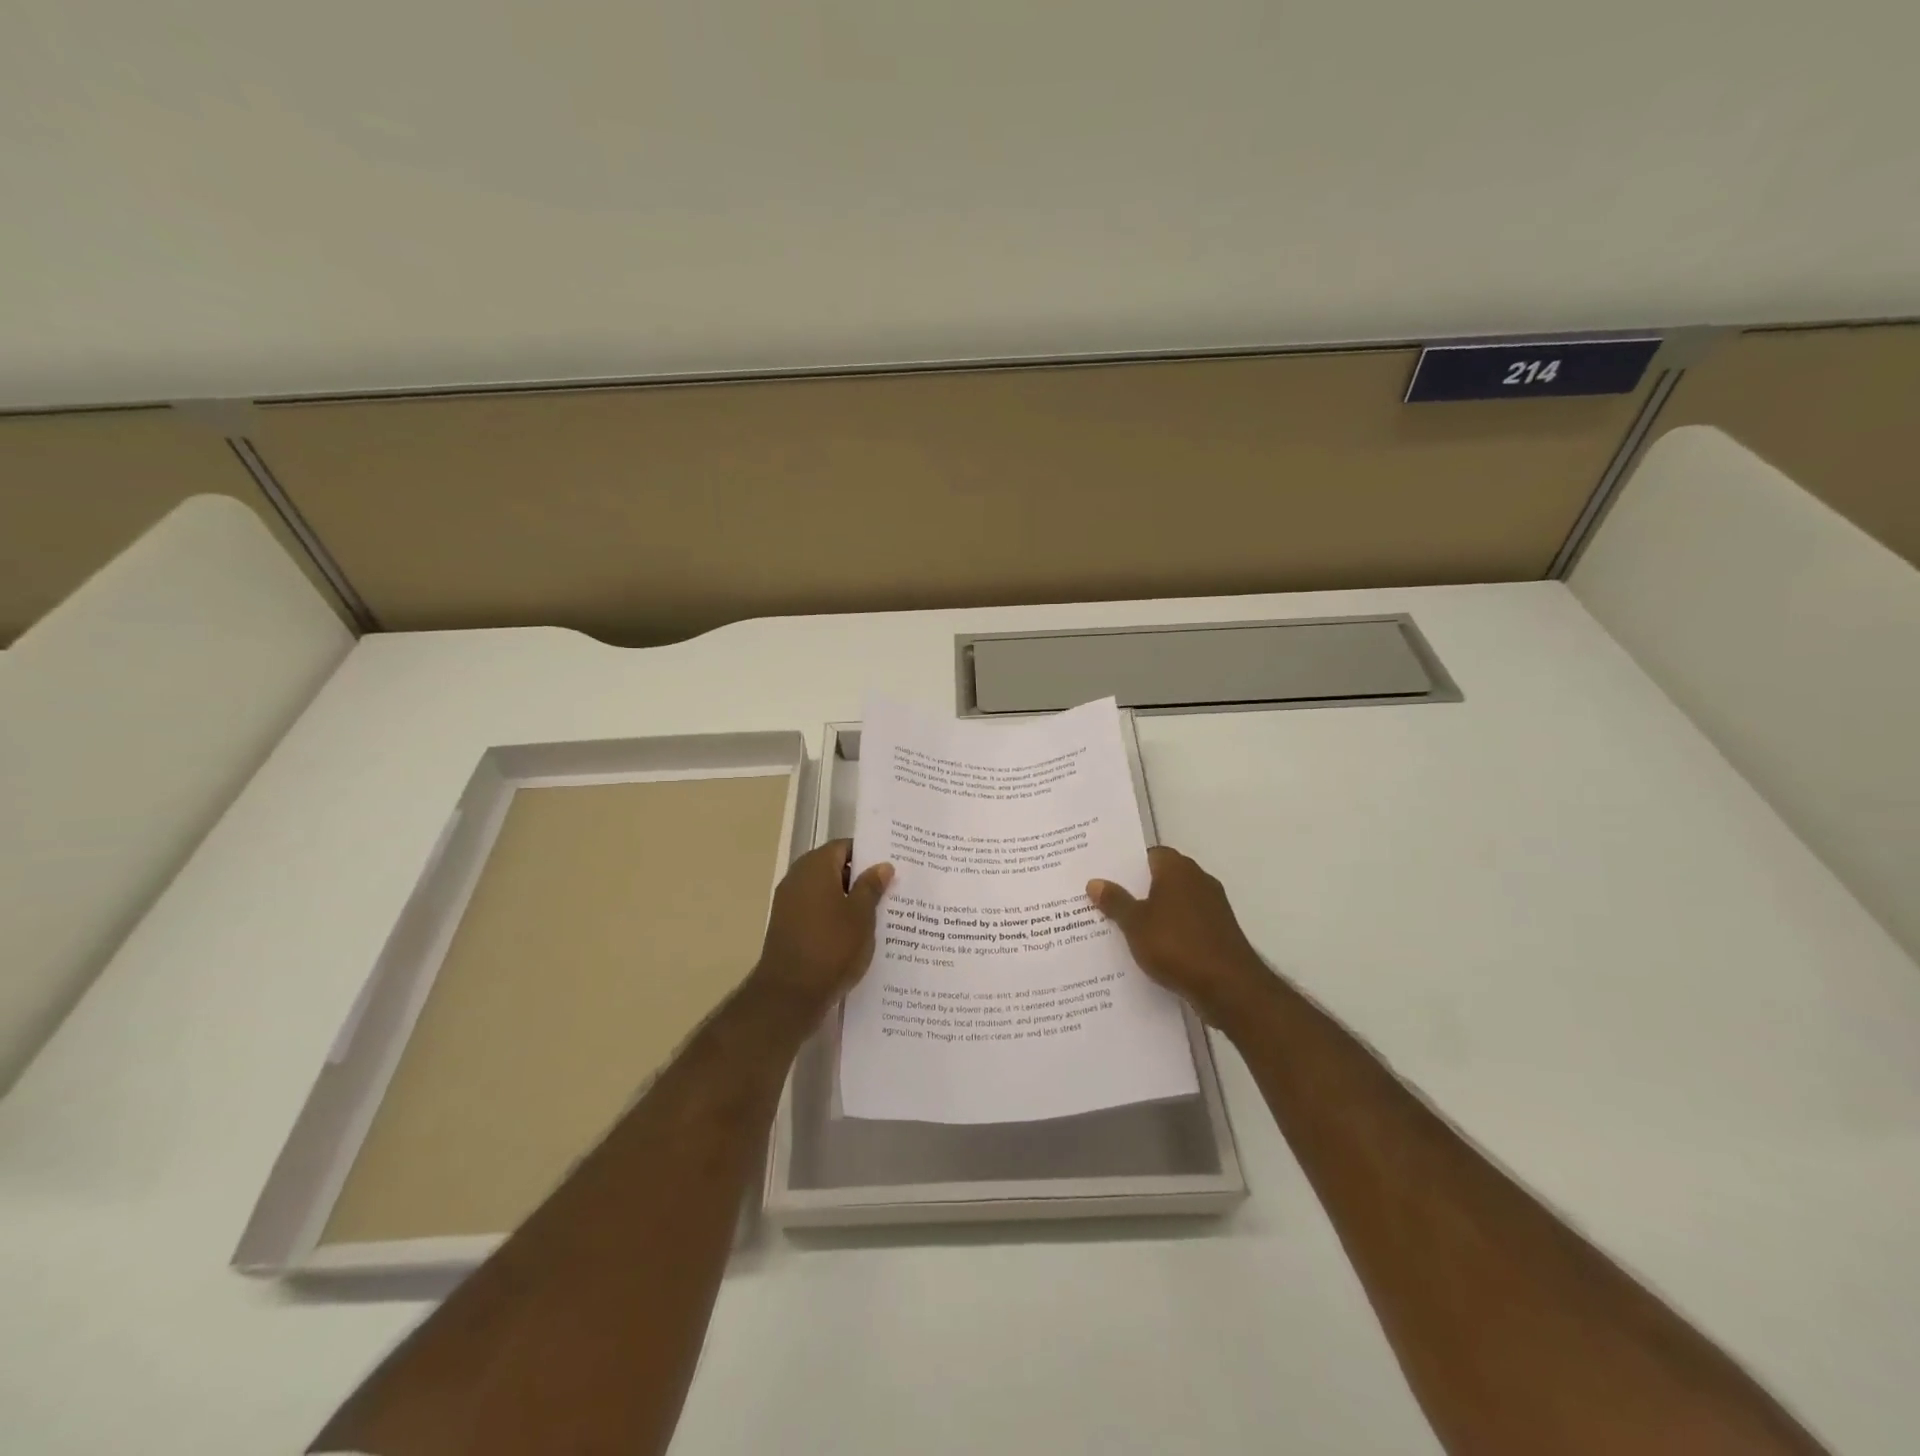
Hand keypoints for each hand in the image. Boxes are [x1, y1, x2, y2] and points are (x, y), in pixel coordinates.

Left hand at [751, 839, 893, 1014]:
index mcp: (815, 867)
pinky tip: (855, 933)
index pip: (844, 847)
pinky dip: (834, 916)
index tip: (890, 866)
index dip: (868, 854)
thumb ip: (871, 886)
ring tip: (878, 913)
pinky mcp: (787, 927)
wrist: (789, 995)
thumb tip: (882, 865)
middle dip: (860, 878)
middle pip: (833, 868)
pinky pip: (815, 911)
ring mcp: (788, 904)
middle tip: (890, 888)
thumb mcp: (861, 915)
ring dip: (847, 899)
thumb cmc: (831, 947)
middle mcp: (797, 879)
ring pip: (825, 892)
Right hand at [1088, 846, 1273, 1028]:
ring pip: (1175, 902)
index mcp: (1178, 869)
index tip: (1106, 877)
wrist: (1229, 987)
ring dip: (1155, 912)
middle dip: (1138, 889)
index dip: (1128, 864)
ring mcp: (1213, 907)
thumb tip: (1095, 882)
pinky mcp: (1220, 932)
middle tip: (1108, 901)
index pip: (1150, 854)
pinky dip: (1172, 931)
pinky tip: (1152, 948)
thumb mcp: (1135, 924)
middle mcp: (1199, 880)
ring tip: (1124, 927)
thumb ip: (1115, 901)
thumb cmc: (1176, 945)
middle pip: (1163, 877)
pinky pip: (1188, 924)